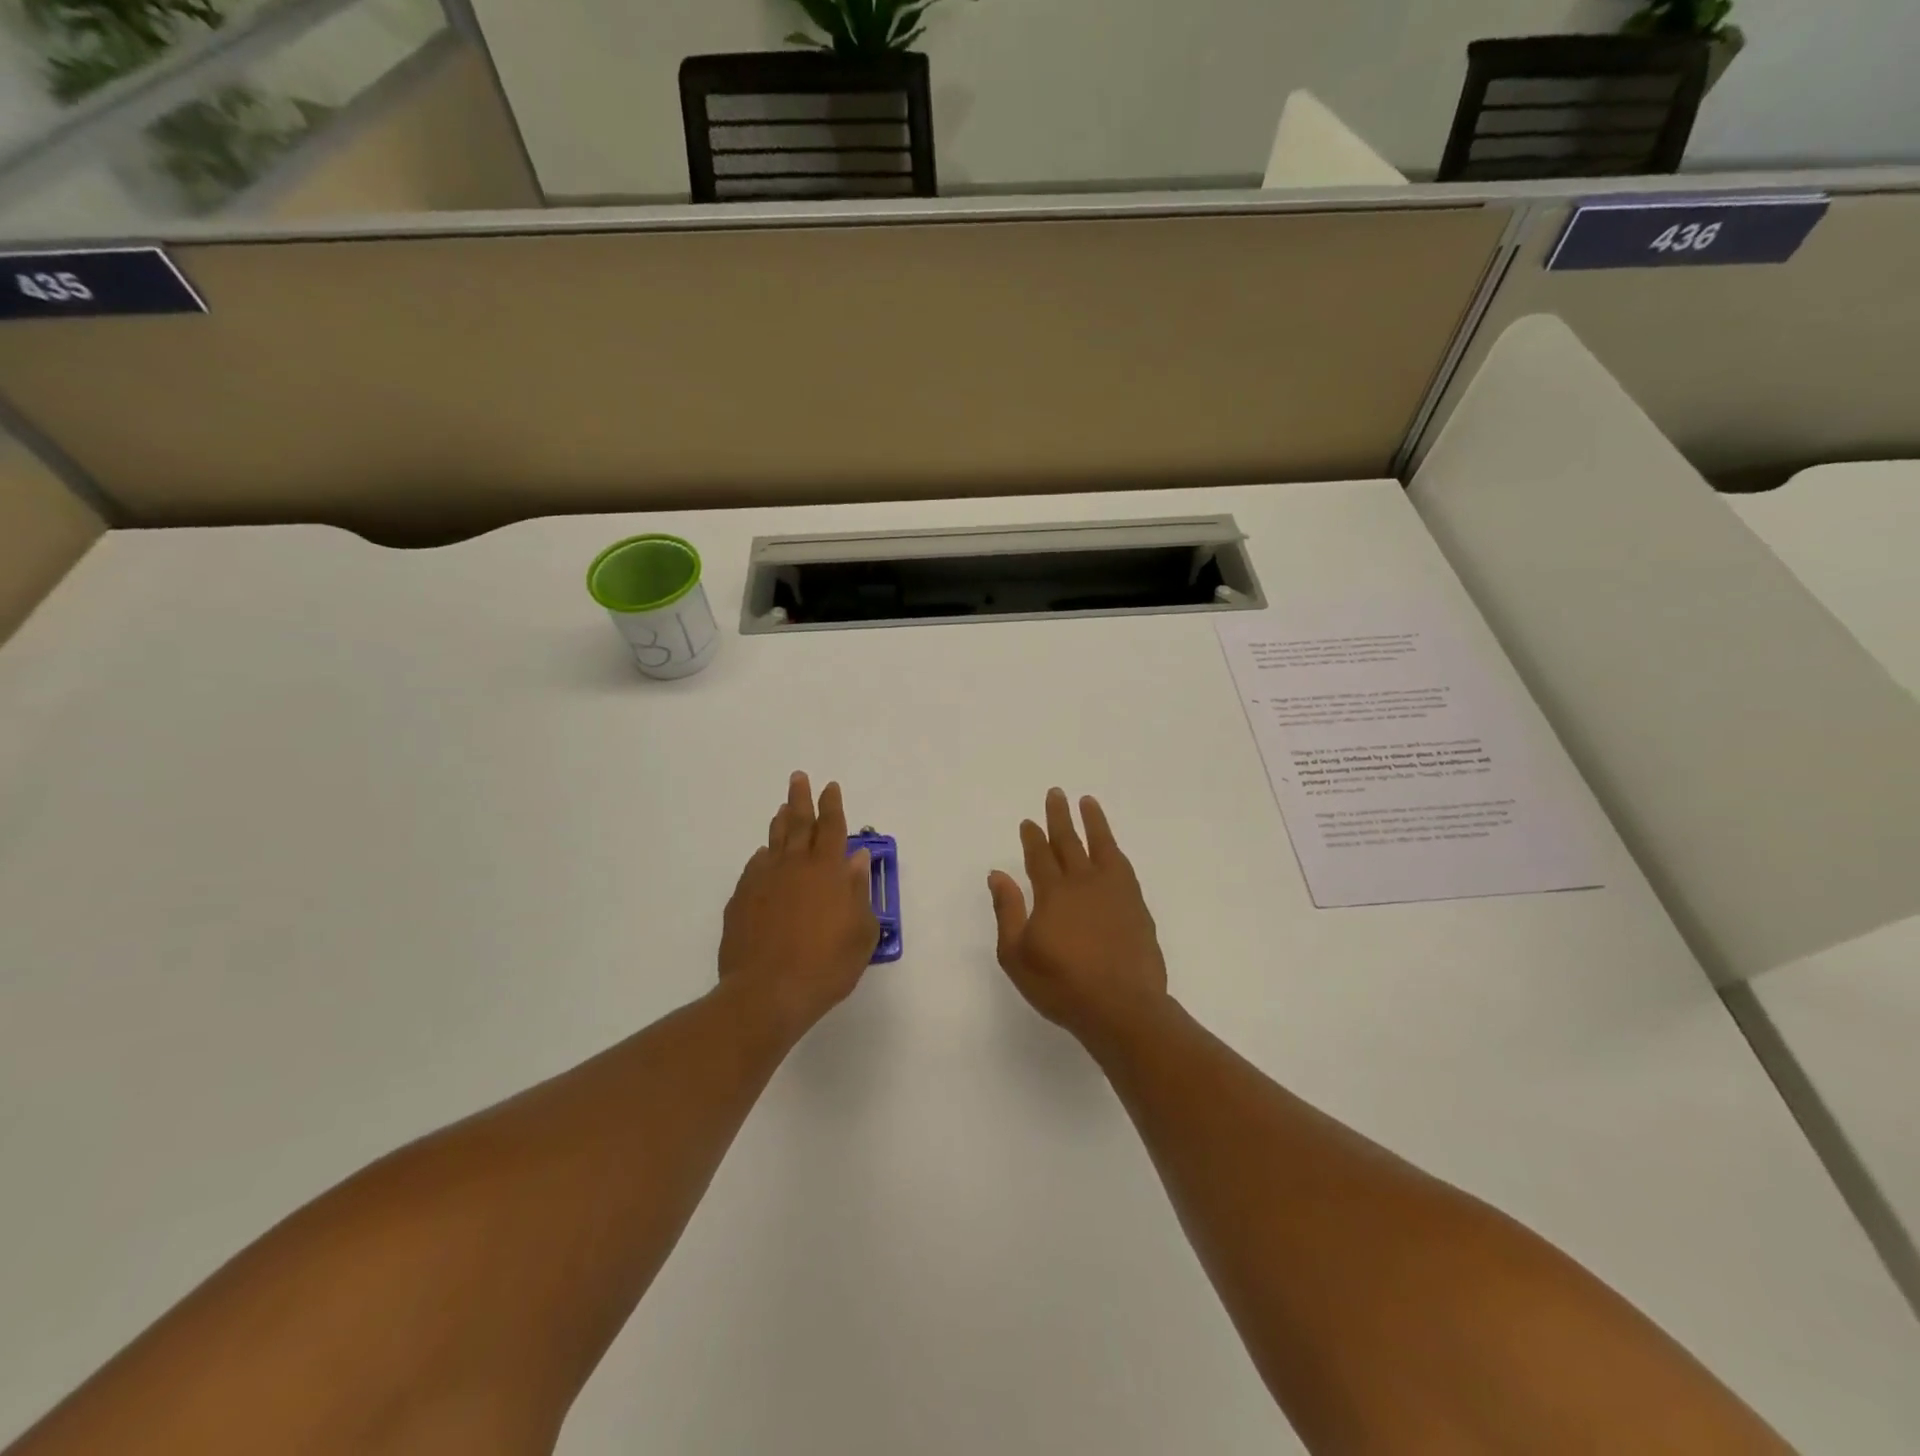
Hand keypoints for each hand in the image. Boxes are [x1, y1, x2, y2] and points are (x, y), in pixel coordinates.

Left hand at [720, 772, 879, 1037]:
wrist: (767, 993)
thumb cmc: (826, 965)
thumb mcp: (861, 933)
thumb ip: (859, 892)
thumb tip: (856, 859)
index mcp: (827, 871)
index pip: (832, 828)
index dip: (832, 805)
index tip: (830, 787)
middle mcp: (794, 866)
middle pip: (798, 824)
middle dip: (800, 799)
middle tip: (799, 778)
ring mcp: (763, 881)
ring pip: (774, 841)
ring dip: (780, 822)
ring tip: (781, 808)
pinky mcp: (741, 900)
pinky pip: (754, 868)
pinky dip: (762, 857)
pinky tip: (763, 856)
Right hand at [987, 789, 1169, 1045]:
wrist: (1122, 1007)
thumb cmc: (1062, 985)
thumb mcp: (1017, 955)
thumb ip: (1008, 911)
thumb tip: (997, 874)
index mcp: (1052, 893)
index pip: (1039, 856)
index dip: (1033, 837)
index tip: (1029, 821)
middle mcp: (1083, 883)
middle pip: (1069, 842)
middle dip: (1059, 817)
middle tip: (1056, 793)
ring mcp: (1114, 891)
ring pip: (1102, 845)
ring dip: (1093, 822)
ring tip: (1088, 801)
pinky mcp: (1136, 905)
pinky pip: (1123, 865)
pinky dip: (1114, 850)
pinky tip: (1112, 847)